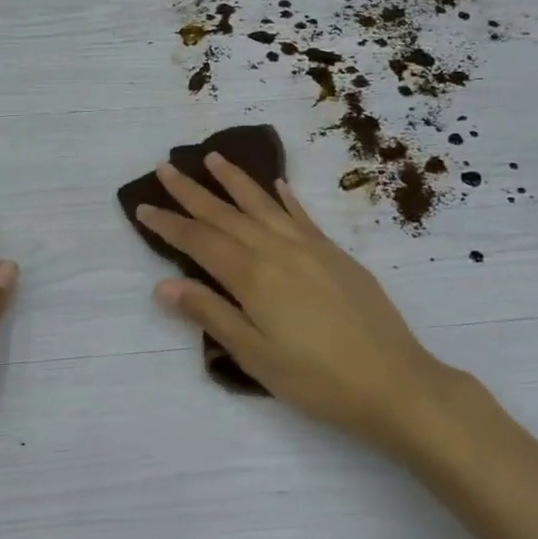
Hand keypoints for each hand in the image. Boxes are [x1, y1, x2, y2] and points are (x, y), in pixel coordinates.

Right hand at [135, 155, 464, 453]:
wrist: (394, 381)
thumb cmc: (317, 379)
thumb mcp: (256, 356)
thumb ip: (211, 315)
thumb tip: (164, 285)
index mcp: (253, 277)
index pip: (200, 242)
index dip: (169, 224)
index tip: (143, 206)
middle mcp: (278, 250)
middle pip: (226, 215)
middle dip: (192, 192)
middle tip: (166, 167)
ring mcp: (311, 247)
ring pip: (263, 205)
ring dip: (235, 181)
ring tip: (212, 158)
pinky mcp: (336, 253)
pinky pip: (302, 216)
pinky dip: (284, 197)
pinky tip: (277, 184)